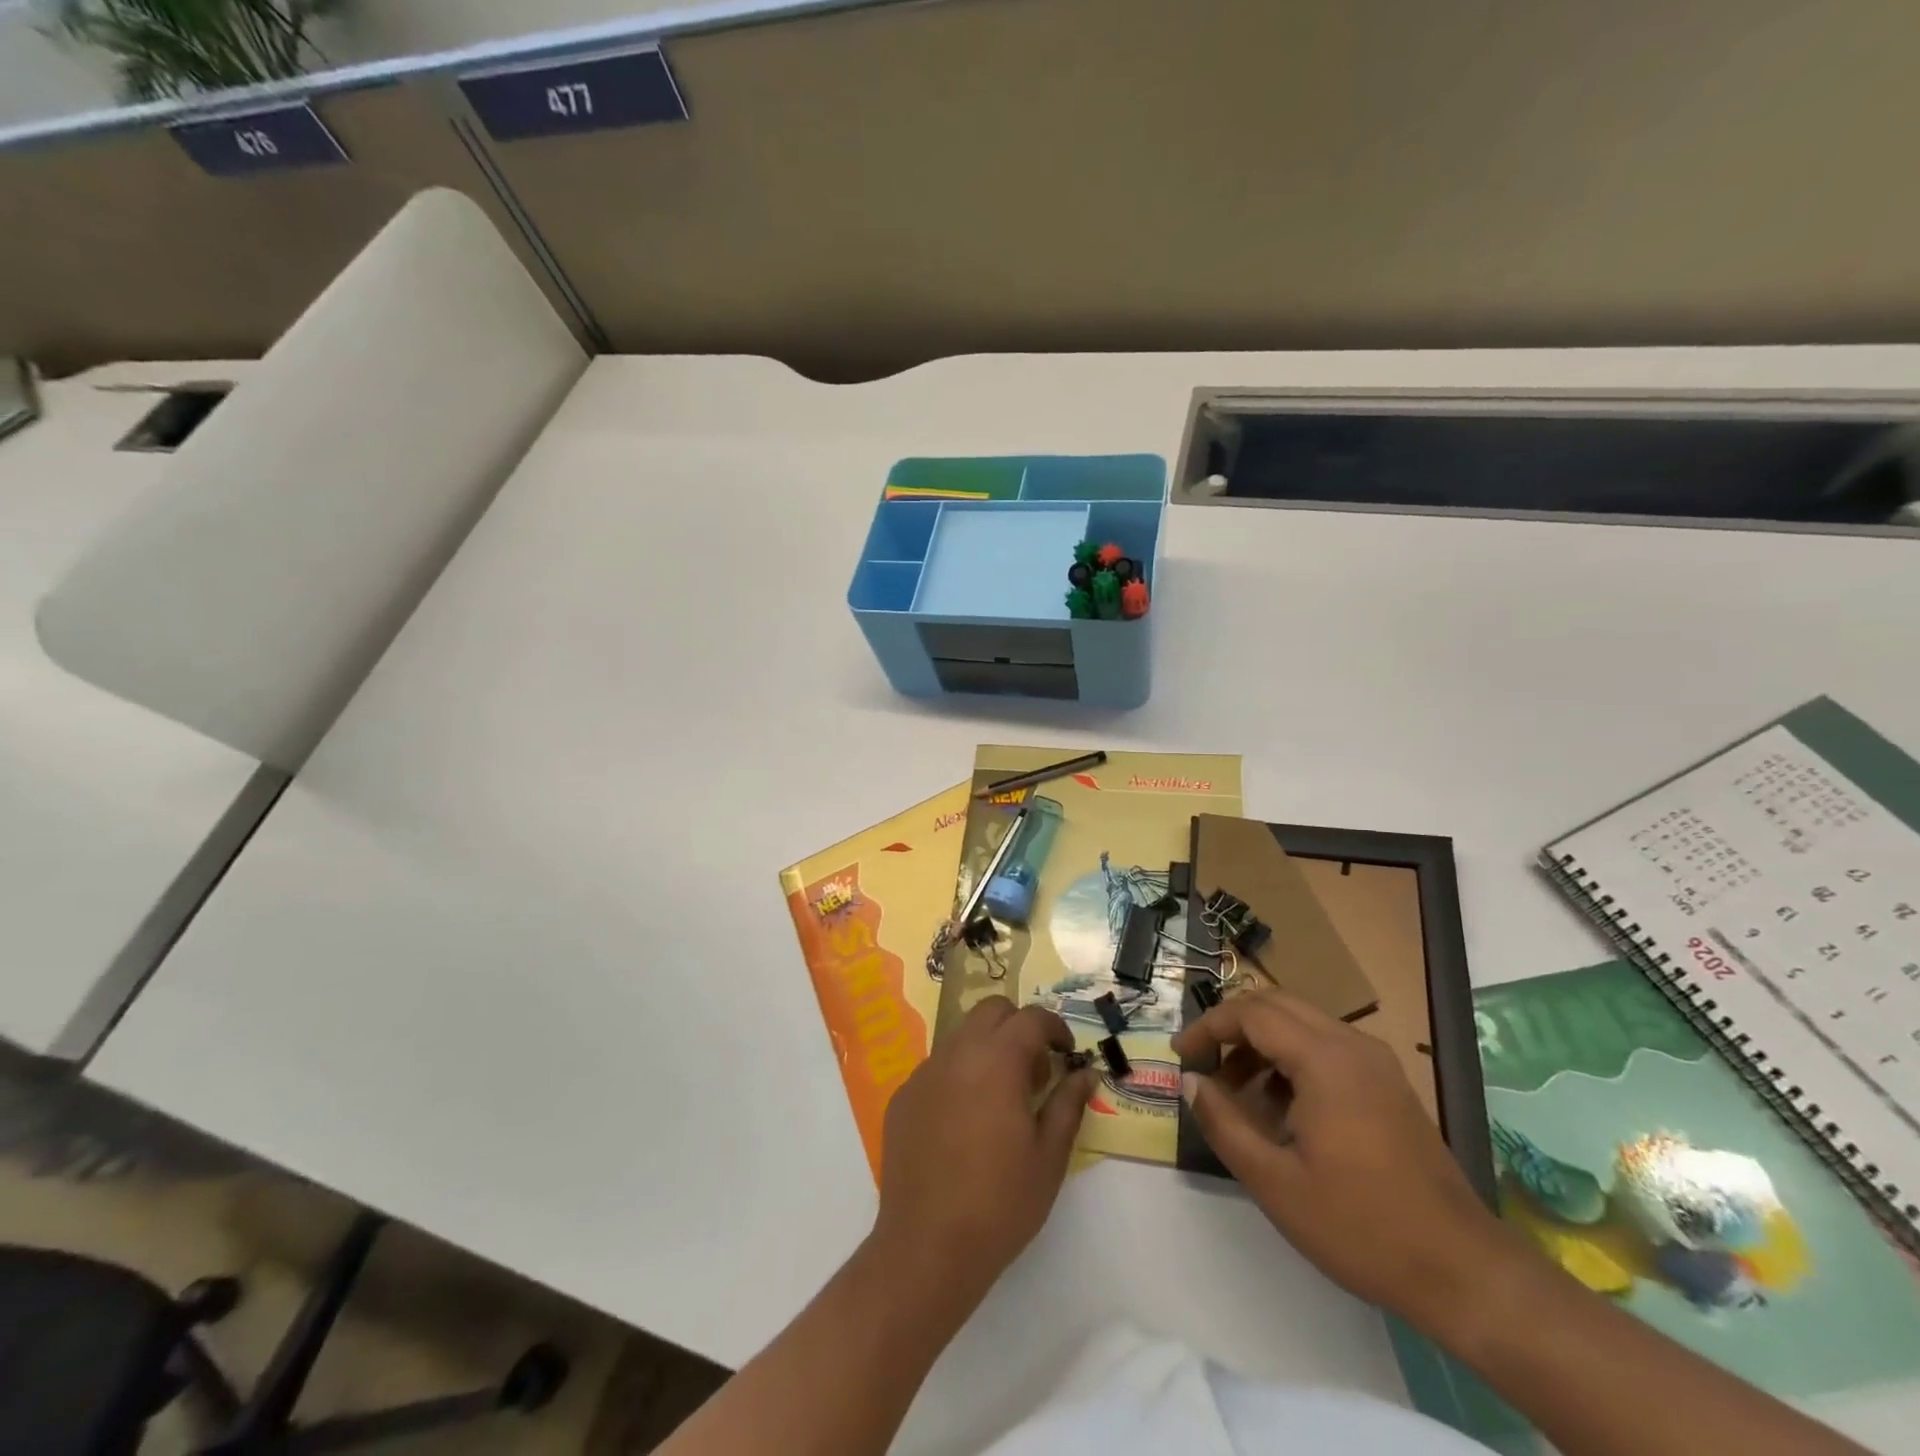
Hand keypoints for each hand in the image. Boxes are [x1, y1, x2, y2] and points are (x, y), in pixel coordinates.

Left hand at [872, 996, 1092, 1305]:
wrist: (926, 1247)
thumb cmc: (1000, 1203)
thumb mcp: (1049, 1156)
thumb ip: (1069, 1104)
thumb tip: (1086, 1072)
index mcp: (996, 1060)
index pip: (1031, 1018)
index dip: (1055, 1028)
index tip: (1067, 1054)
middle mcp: (956, 1053)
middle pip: (991, 1011)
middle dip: (1019, 1027)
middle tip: (1035, 1071)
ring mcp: (924, 1073)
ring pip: (962, 1036)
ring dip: (988, 1049)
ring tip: (1001, 1099)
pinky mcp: (903, 1096)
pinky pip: (938, 1067)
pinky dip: (959, 1075)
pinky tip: (965, 1123)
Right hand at [1173, 990, 1510, 1331]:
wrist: (1464, 1272)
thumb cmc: (1361, 1226)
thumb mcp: (1274, 1182)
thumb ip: (1223, 1123)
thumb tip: (1191, 1081)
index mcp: (1324, 1059)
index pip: (1250, 1013)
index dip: (1207, 1027)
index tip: (1181, 1055)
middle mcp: (1351, 1045)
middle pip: (1275, 1005)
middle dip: (1231, 1026)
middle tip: (1203, 1063)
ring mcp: (1376, 1062)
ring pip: (1301, 1023)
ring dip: (1261, 1042)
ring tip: (1236, 1089)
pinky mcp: (1389, 1084)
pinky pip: (1326, 1046)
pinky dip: (1291, 1057)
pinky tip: (1281, 1106)